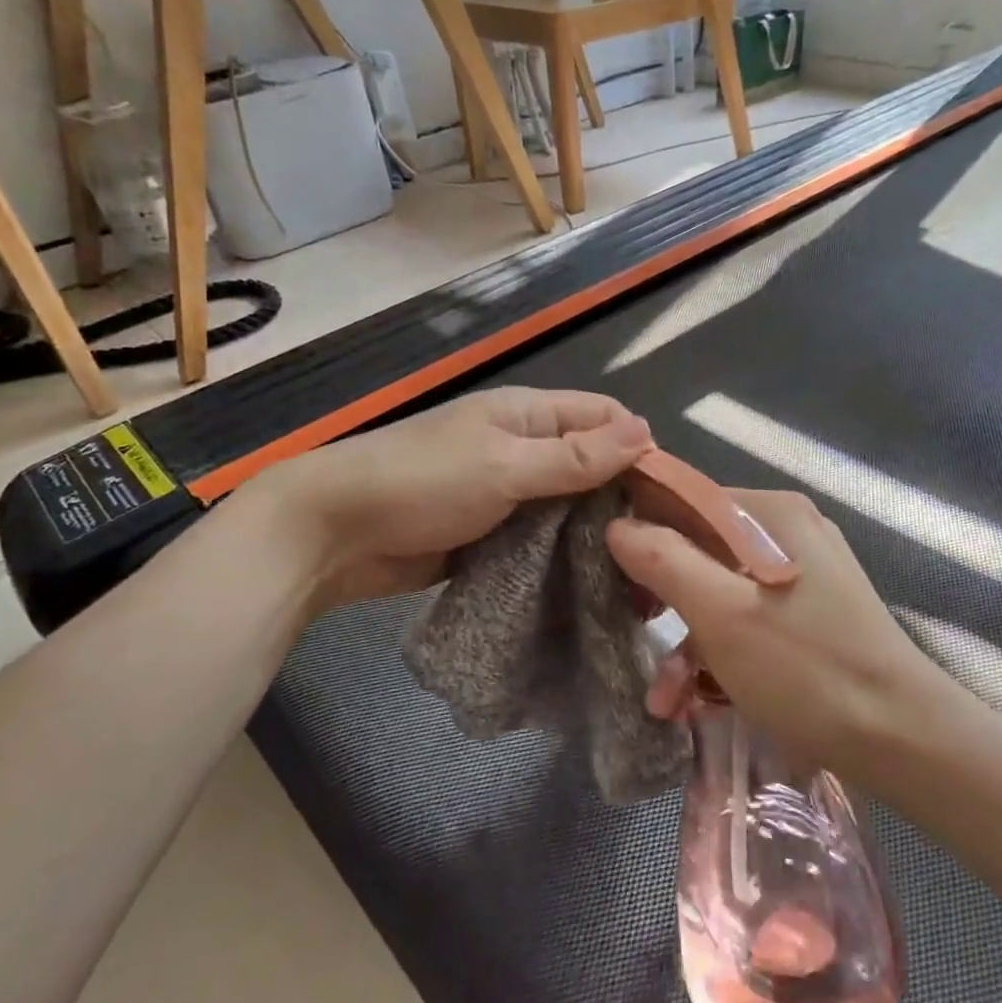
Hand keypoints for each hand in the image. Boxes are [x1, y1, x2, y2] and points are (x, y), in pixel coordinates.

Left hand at [275, 387, 652, 606]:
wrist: (334, 534)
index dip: (638, 449)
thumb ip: (574, 456)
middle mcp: (524, 450)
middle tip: (659, 550)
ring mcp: (507, 495)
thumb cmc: (421, 483)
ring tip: (637, 578)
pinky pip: (541, 542)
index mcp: (527, 416)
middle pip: (590, 466)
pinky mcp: (493, 536)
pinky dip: (564, 559)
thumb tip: (647, 433)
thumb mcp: (504, 465)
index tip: (668, 499)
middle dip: (622, 500)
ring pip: (568, 509)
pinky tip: (593, 587)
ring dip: (596, 535)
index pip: (603, 418)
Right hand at [607, 490, 942, 769]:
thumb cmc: (806, 669)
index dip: (642, 532)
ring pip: (721, 592)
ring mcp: (802, 575)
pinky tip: (696, 700)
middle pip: (701, 550)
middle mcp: (788, 532)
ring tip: (665, 699)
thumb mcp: (721, 614)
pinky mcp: (810, 615)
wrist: (904, 741)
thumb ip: (663, 560)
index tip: (608, 575)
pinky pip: (747, 619)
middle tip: (631, 633)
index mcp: (772, 513)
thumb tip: (618, 526)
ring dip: (688, 642)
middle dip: (662, 600)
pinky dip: (720, 653)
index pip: (687, 501)